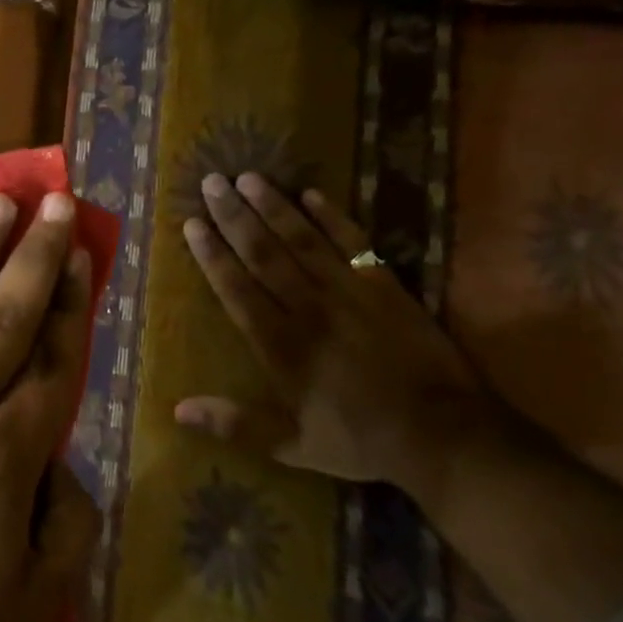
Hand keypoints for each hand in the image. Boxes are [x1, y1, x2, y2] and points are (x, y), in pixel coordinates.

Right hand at [177, 173, 495, 496]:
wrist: (446, 435)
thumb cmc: (361, 440)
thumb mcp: (293, 445)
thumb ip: (235, 424)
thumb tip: (177, 409)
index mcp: (282, 345)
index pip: (237, 289)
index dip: (212, 254)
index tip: (192, 223)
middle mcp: (309, 308)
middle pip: (264, 253)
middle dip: (234, 216)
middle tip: (212, 181)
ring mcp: (349, 292)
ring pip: (303, 240)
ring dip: (273, 206)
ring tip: (248, 177)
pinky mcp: (385, 286)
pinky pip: (354, 243)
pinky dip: (333, 217)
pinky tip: (311, 194)